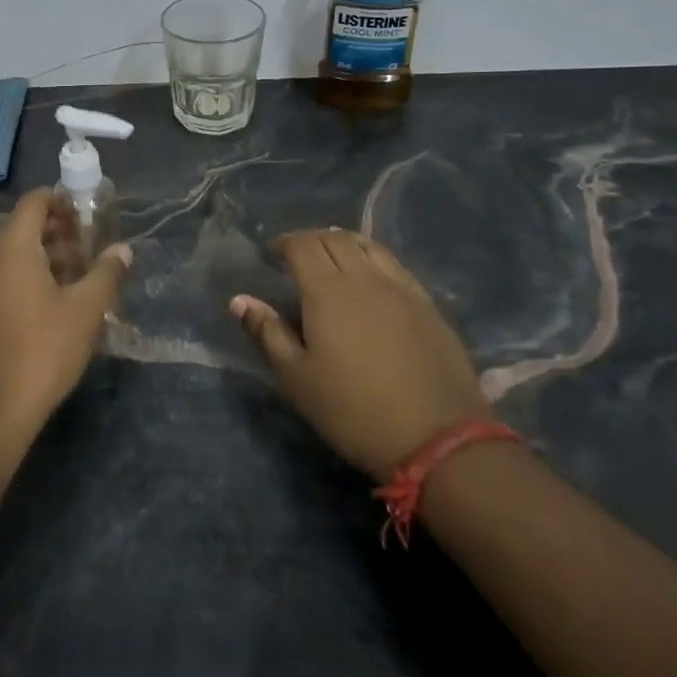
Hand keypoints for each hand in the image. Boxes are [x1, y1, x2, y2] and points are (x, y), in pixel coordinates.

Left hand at [0, 188, 131, 439]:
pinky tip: (56, 303)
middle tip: (91, 249)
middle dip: (59, 232)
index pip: (34, 202)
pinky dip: (29, 278)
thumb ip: (106, 273)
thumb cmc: (44, 349)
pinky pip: (4, 278)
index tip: (89, 213)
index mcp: (12, 248)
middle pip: (23, 228)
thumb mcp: (86, 309)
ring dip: (47, 257)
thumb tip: (123, 249)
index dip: (62, 200)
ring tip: (80, 277)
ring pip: (14, 256)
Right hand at [230, 228, 491, 478]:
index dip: (285, 243)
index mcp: (328, 290)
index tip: (272, 253)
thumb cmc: (353, 410)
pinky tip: (372, 278)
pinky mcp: (428, 305)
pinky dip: (374, 259)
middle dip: (312, 239)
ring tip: (334, 257)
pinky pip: (395, 266)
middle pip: (336, 239)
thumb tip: (240, 300)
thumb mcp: (297, 378)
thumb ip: (268, 333)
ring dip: (345, 243)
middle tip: (298, 254)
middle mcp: (365, 277)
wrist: (436, 437)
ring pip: (369, 247)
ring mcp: (402, 288)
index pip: (303, 246)